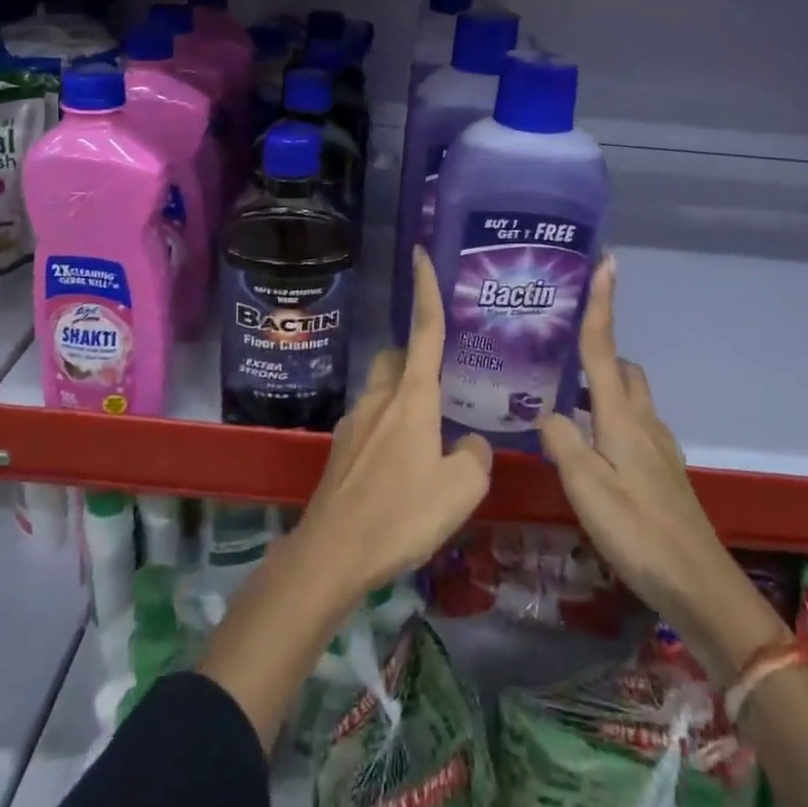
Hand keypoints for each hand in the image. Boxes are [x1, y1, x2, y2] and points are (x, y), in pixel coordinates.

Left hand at [297, 248, 492, 594]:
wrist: (332, 553)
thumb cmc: (401, 515)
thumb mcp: (462, 490)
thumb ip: (475, 456)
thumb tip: (469, 443)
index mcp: (412, 397)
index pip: (424, 330)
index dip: (426, 289)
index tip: (420, 253)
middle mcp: (379, 399)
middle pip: (395, 357)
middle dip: (414, 359)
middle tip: (440, 389)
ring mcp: (353, 422)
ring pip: (381, 391)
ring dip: (402, 401)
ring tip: (427, 442)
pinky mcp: (340, 450)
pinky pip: (369, 424)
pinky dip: (387, 431)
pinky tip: (400, 472)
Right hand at [540, 255, 728, 631]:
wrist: (698, 584)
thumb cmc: (638, 531)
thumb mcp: (585, 486)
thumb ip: (560, 441)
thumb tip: (543, 413)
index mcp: (621, 416)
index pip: (604, 348)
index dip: (603, 303)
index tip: (606, 262)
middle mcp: (642, 420)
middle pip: (622, 368)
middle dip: (599, 350)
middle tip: (559, 353)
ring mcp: (657, 445)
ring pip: (629, 397)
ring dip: (603, 387)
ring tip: (564, 400)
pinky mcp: (662, 469)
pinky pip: (633, 424)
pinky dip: (610, 418)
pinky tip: (590, 446)